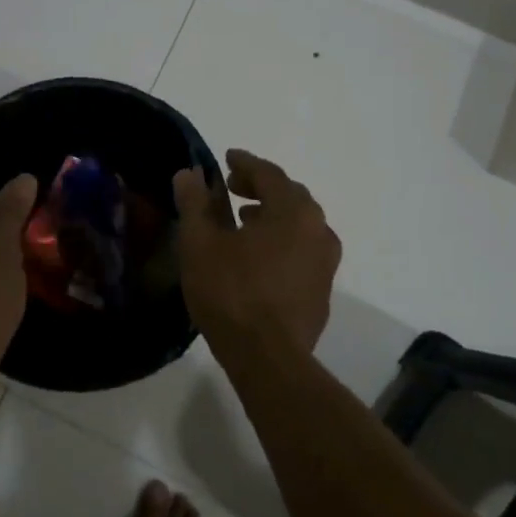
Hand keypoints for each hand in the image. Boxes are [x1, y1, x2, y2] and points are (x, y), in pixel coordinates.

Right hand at [173, 149, 340, 354]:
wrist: (269, 359)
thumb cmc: (231, 292)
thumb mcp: (200, 243)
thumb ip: (195, 203)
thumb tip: (189, 174)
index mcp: (293, 210)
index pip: (269, 173)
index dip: (244, 162)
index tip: (226, 158)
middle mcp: (318, 229)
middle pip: (289, 195)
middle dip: (260, 187)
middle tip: (232, 187)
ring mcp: (326, 262)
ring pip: (299, 224)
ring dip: (271, 215)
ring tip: (243, 221)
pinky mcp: (322, 290)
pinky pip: (302, 250)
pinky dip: (281, 241)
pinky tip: (258, 258)